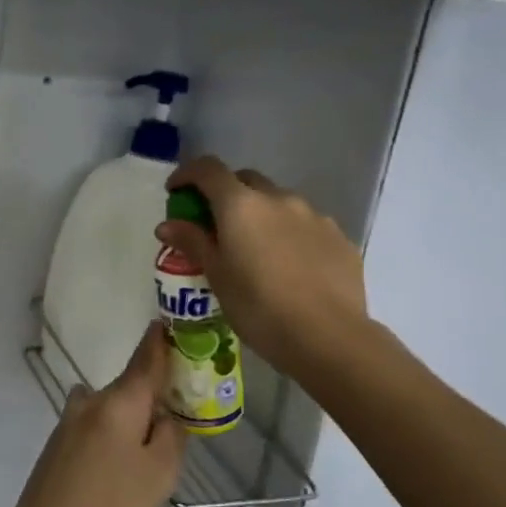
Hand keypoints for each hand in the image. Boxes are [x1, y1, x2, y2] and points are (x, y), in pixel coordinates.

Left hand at [7, 324, 186, 506]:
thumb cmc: (111, 504)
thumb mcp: (160, 474)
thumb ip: (172, 436)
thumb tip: (167, 414)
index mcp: (120, 400)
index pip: (146, 358)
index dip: (162, 340)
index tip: (172, 322)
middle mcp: (92, 400)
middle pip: (130, 385)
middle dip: (153, 392)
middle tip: (180, 413)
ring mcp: (70, 421)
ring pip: (111, 407)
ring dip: (131, 416)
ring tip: (150, 450)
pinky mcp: (59, 443)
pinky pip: (97, 426)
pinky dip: (114, 432)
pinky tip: (119, 466)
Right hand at [155, 155, 366, 379]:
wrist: (329, 337)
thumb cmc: (259, 307)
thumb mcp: (217, 276)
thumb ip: (192, 242)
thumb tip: (167, 224)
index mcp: (241, 204)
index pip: (208, 169)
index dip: (188, 174)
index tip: (176, 192)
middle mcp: (278, 198)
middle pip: (245, 180)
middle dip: (225, 194)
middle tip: (215, 224)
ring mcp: (313, 215)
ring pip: (278, 202)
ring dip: (260, 214)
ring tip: (256, 250)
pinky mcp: (338, 237)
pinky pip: (305, 224)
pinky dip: (289, 233)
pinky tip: (289, 266)